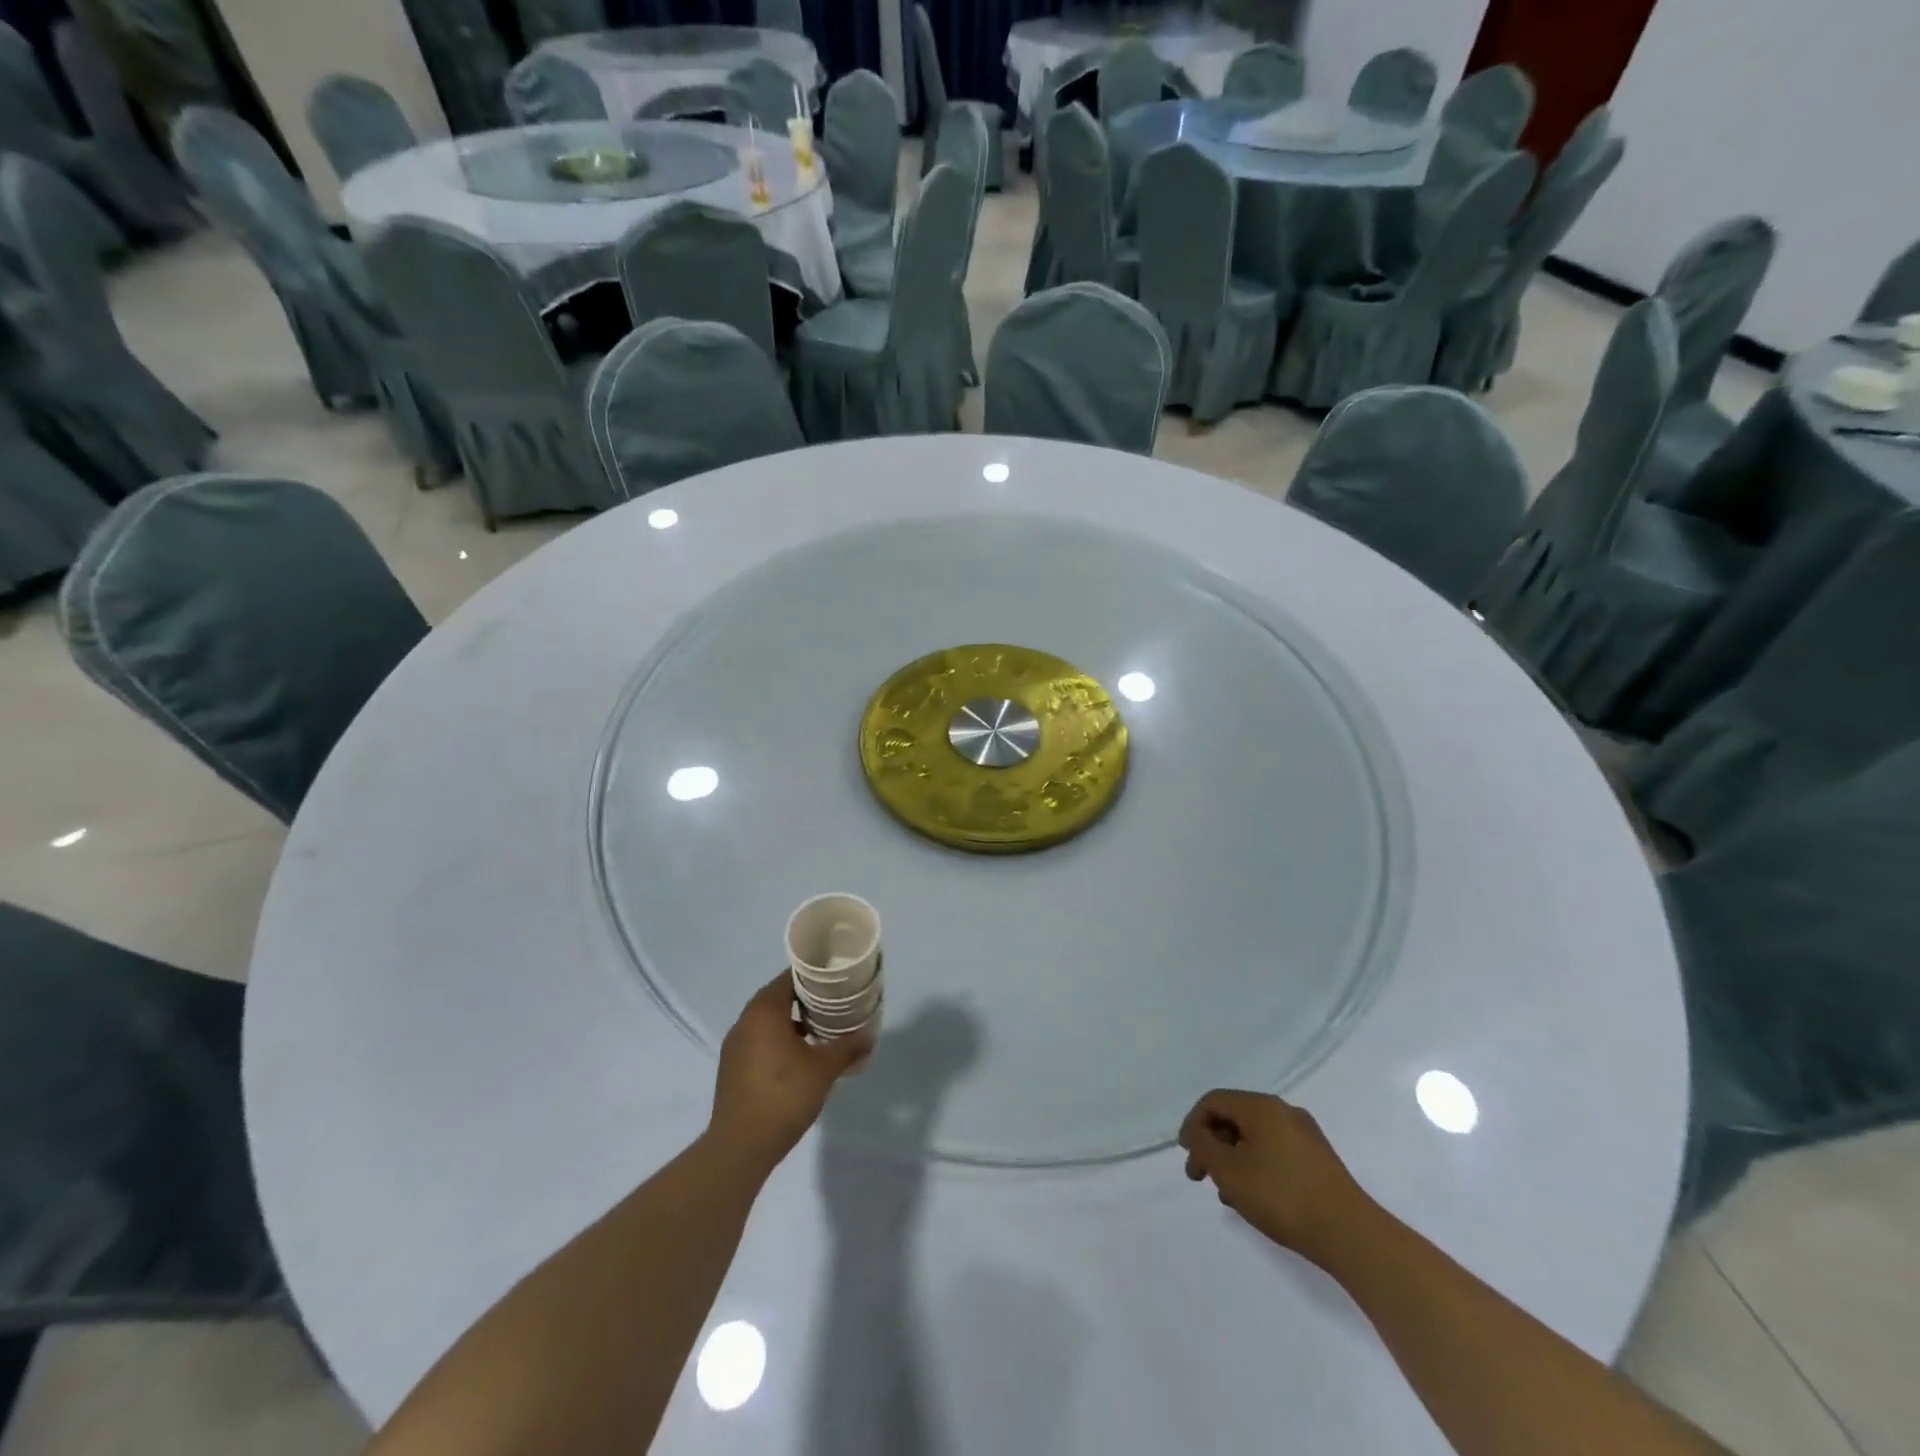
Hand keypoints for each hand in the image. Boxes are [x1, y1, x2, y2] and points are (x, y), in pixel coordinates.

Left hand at [709, 972, 871, 1175]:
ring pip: (768, 1021)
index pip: (791, 977)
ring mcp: (735, 1045)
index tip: (838, 984)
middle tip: (836, 1007)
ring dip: (793, 1023)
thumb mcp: (824, 1069)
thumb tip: (870, 1034)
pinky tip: (799, 1060)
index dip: (816, 978)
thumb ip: (848, 1047)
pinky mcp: (732, 1068)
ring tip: (821, 1033)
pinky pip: (759, 1041)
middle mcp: (746, 1021)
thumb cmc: (784, 1096)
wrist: (740, 1147)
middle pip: (779, 997)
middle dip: (807, 1000)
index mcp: (764, 1010)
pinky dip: (778, 1041)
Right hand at [1178, 1090, 1372, 1268]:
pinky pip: (1275, 1152)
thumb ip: (1203, 1145)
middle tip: (1201, 1177)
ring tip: (1227, 1194)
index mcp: (1261, 1106)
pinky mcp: (1318, 1160)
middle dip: (1212, 1145)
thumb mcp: (1229, 1170)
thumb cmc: (1281, 1196)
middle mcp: (1283, 1111)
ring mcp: (1305, 1135)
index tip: (1186, 1156)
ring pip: (1254, 1138)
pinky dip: (1256, 1167)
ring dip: (1233, 1159)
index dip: (1193, 1124)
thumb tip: (1197, 1132)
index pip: (1213, 1101)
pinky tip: (1254, 1198)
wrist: (1350, 1234)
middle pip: (1234, 1118)